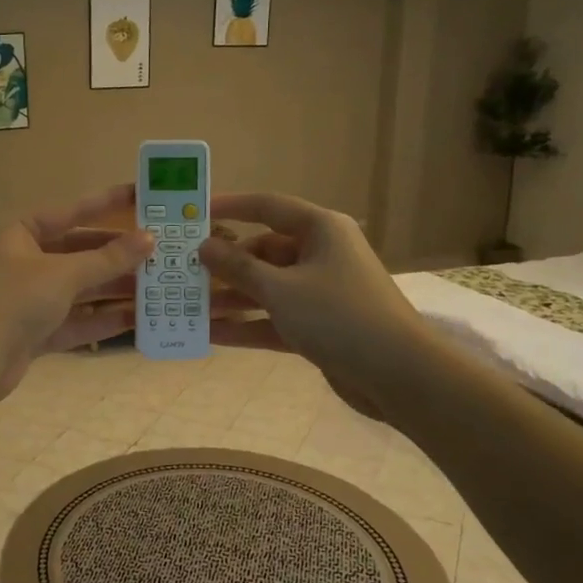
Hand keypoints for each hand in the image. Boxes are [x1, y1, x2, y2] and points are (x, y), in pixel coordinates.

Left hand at [0, 185, 152, 401]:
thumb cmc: (17, 300)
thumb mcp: (66, 273)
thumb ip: (109, 258)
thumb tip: (149, 239)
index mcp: (24, 234)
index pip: (72, 211)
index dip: (107, 203)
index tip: (141, 195)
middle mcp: (29, 262)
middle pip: (82, 253)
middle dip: (119, 255)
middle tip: (160, 251)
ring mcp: (34, 298)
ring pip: (83, 288)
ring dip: (117, 288)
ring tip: (159, 285)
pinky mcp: (40, 331)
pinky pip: (79, 319)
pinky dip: (105, 318)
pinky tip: (139, 318)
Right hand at [197, 192, 423, 414]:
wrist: (399, 375)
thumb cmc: (339, 317)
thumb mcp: (280, 289)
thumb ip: (238, 267)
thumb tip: (204, 246)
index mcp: (320, 229)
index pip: (267, 206)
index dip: (229, 206)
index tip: (193, 213)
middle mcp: (321, 254)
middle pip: (263, 251)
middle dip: (225, 265)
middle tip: (184, 273)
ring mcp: (320, 292)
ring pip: (267, 287)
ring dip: (232, 298)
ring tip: (189, 307)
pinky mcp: (319, 326)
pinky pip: (275, 317)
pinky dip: (248, 325)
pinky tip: (211, 334)